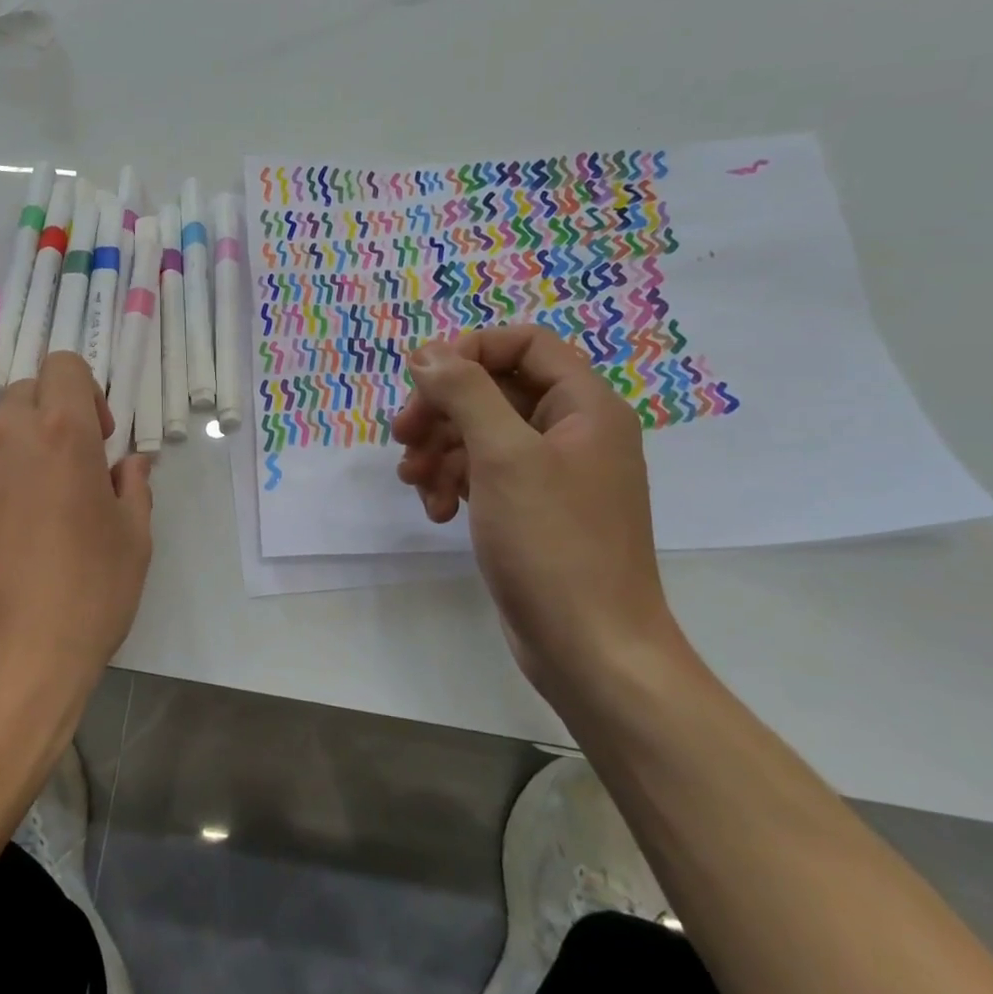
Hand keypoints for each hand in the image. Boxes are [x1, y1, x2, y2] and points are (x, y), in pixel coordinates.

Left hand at [0, 352, 153, 728]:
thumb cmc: (82, 599)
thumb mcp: (133, 542)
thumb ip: (132, 487)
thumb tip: (128, 465)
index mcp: (60, 430)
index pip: (64, 365)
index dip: (85, 393)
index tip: (96, 441)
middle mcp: (2, 432)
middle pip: (26, 393)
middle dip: (51, 419)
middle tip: (68, 474)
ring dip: (16, 447)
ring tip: (28, 508)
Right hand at [393, 325, 687, 701]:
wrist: (590, 649)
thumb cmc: (553, 542)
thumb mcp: (503, 456)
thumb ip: (464, 393)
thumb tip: (426, 352)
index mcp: (585, 406)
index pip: (525, 344)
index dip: (470, 351)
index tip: (423, 379)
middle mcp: (572, 432)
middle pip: (495, 389)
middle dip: (443, 409)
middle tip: (402, 436)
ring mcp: (552, 474)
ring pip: (481, 434)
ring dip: (439, 450)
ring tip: (413, 482)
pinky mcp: (531, 510)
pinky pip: (484, 474)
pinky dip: (453, 483)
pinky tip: (435, 511)